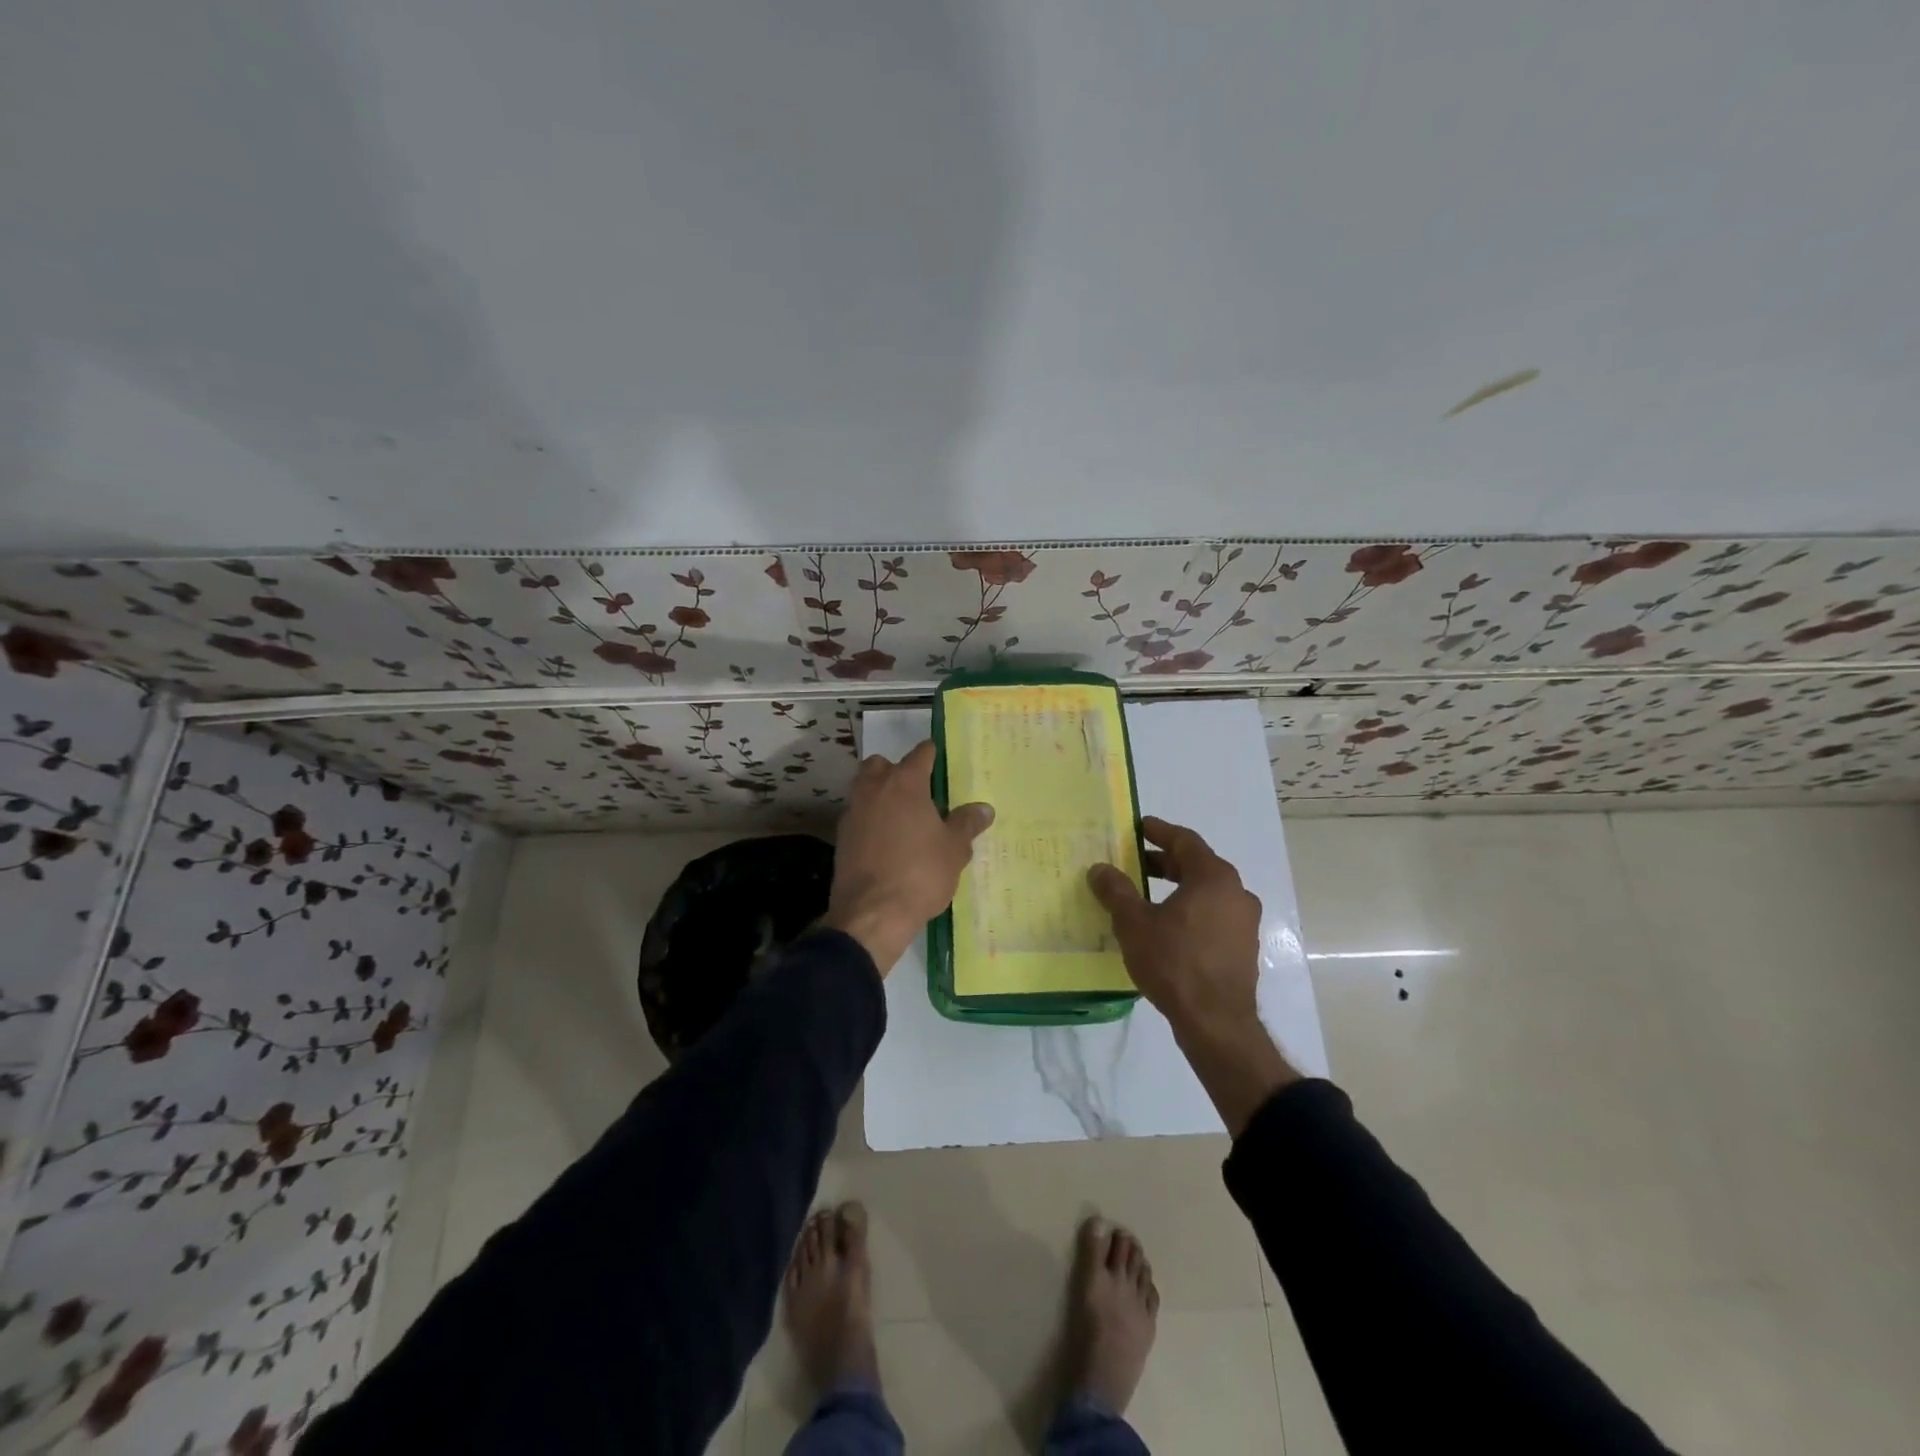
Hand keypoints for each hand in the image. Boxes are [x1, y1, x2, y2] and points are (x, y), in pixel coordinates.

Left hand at [823, 740, 993, 973]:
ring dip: (880, 793)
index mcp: (905, 783)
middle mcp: (875, 788)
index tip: (940, 758)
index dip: (932, 754)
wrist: (872, 913)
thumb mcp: (954, 850)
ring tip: (902, 816)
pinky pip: (858, 815)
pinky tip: (885, 840)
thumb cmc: (920, 874)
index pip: (920, 754)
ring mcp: (853, 811)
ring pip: (865, 787)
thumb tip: (984, 808)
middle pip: (881, 764)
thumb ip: (966, 824)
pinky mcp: (841, 836)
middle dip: (896, 770)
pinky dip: (870, 819)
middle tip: (917, 790)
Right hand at [1087, 817, 1262, 1038]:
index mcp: (1214, 877)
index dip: (1159, 831)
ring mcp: (1243, 923)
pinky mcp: (1242, 948)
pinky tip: (1166, 927)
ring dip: (1177, 888)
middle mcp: (1236, 893)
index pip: (1185, 841)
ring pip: (1206, 893)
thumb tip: (1099, 869)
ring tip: (1146, 896)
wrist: (1215, 1022)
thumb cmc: (1174, 962)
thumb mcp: (1134, 923)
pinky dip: (1190, 911)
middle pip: (1198, 865)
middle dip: (1165, 862)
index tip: (1139, 826)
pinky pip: (1213, 916)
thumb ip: (1116, 891)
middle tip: (1136, 862)